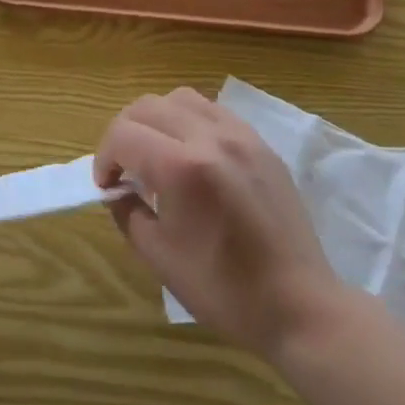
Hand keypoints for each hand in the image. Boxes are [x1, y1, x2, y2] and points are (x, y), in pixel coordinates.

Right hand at [96, 88, 347, 361]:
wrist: (300, 305)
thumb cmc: (225, 290)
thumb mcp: (159, 257)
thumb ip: (127, 211)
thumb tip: (117, 189)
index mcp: (181, 168)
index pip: (122, 135)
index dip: (104, 158)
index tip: (107, 185)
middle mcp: (209, 138)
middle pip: (147, 106)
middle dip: (124, 132)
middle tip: (124, 167)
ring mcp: (240, 135)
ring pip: (180, 99)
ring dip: (156, 119)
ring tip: (156, 153)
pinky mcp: (260, 143)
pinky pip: (213, 111)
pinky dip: (189, 121)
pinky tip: (192, 155)